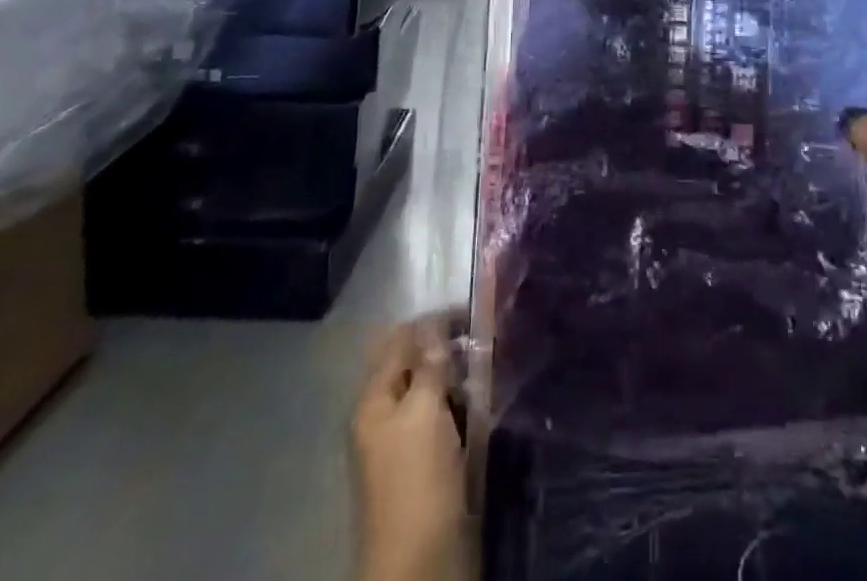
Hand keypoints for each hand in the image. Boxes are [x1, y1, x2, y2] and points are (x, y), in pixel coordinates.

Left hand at [352, 316, 466, 580]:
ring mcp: (408, 441)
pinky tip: (487, 397)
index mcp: (374, 399)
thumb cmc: (417, 480)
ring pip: (436, 390)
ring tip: (492, 360)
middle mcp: (387, 414)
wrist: (422, 565)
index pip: (400, 340)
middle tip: (485, 334)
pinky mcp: (431, 464)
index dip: (433, 321)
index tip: (473, 310)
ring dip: (460, 375)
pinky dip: (465, 403)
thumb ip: (430, 364)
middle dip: (448, 347)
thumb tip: (435, 324)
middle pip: (416, 364)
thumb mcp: (423, 412)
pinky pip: (448, 418)